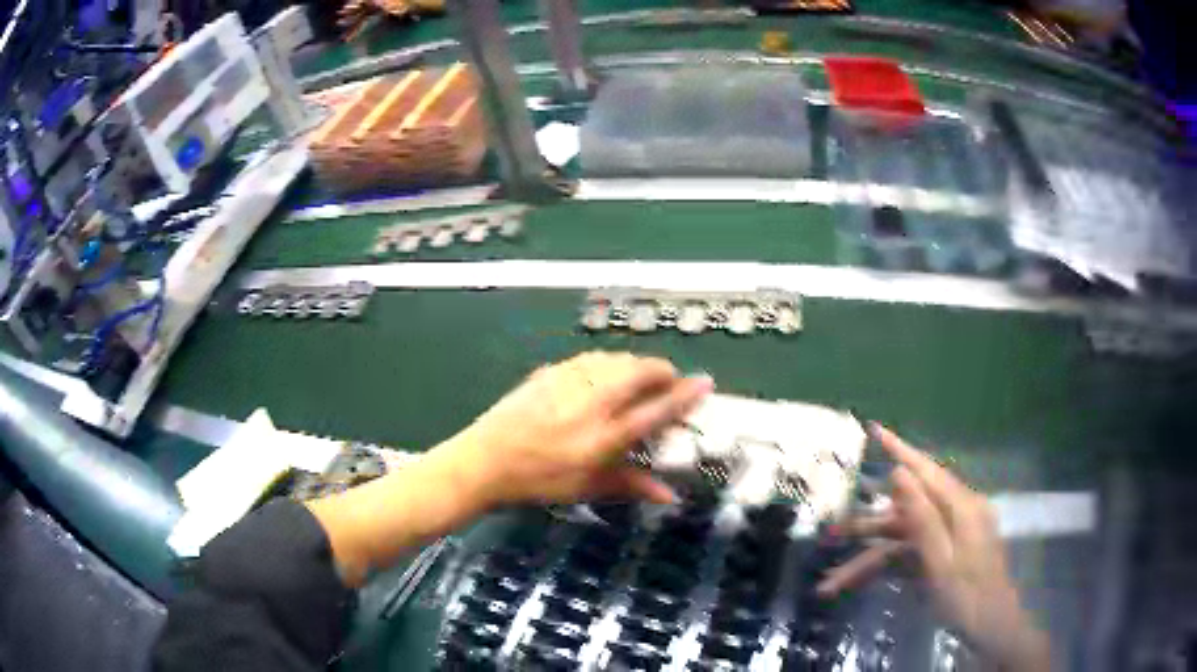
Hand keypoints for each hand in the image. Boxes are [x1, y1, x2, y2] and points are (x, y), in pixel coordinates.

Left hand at [448, 351, 713, 507]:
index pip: (658, 410)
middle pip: (641, 373)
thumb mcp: (587, 488)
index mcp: (605, 435)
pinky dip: (608, 363)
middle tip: (669, 383)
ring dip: (636, 365)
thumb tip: (671, 496)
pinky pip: (591, 358)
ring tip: (639, 379)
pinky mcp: (551, 372)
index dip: (686, 395)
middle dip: (663, 372)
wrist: (486, 460)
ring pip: (617, 360)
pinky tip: (604, 374)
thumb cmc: (539, 480)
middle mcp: (593, 402)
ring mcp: (570, 382)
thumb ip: (631, 486)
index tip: (705, 382)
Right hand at [819, 425, 1050, 670]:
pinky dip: (887, 569)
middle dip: (869, 527)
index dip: (899, 450)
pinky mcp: (947, 554)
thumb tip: (899, 473)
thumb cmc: (968, 598)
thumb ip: (923, 518)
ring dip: (871, 558)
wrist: (992, 629)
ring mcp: (952, 536)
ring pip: (904, 539)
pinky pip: (912, 555)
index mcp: (961, 508)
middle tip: (831, 535)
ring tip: (833, 581)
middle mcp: (957, 514)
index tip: (873, 430)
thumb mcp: (941, 563)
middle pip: (908, 512)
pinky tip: (861, 585)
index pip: (926, 470)